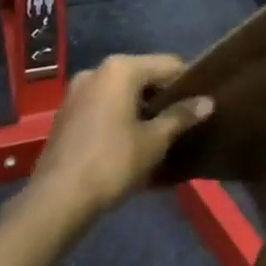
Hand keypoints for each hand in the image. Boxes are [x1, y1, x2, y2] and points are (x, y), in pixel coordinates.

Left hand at [30, 55, 213, 218]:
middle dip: (163, 97)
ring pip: (122, 92)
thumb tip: (208, 102)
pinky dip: (120, 117)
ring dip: (141, 108)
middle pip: (143, 75)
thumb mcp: (155, 141)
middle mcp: (97, 71)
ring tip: (159, 135)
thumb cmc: (113, 162)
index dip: (188, 83)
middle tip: (182, 122)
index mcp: (121, 69)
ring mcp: (77, 91)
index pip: (168, 64)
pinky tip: (131, 142)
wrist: (57, 200)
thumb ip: (181, 116)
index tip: (201, 105)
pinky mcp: (66, 114)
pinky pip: (103, 106)